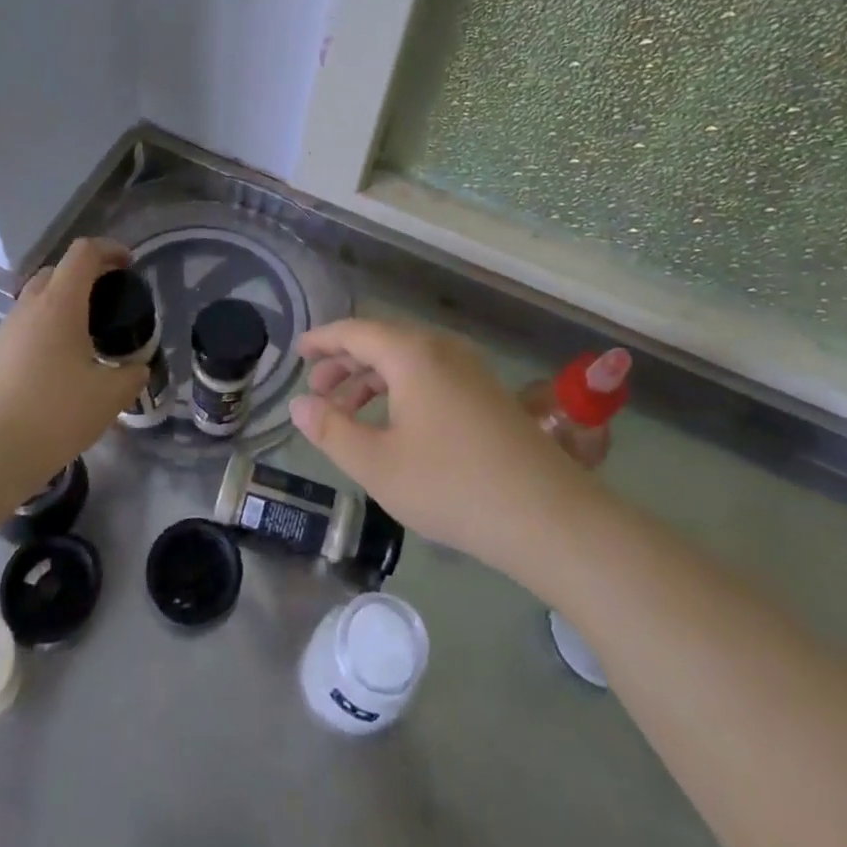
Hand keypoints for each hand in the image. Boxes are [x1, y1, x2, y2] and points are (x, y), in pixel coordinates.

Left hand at [0, 237, 148, 497]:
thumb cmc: (56, 413)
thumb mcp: (110, 395)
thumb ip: (131, 374)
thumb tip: (138, 368)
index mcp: (60, 303)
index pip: (84, 252)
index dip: (110, 250)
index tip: (129, 266)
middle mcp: (30, 306)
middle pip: (57, 270)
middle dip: (87, 274)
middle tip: (111, 299)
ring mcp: (7, 330)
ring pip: (38, 297)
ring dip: (64, 301)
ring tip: (88, 332)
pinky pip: (26, 324)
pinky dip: (47, 326)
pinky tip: (62, 361)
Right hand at [291, 318, 592, 578]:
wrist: (547, 515)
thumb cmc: (451, 485)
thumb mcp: (377, 464)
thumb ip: (331, 430)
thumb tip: (299, 404)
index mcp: (411, 353)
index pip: (354, 331)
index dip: (322, 340)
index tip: (298, 352)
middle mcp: (441, 348)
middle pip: (381, 341)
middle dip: (345, 362)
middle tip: (317, 390)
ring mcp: (469, 368)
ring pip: (407, 359)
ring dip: (372, 378)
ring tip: (347, 410)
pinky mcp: (487, 391)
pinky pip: (430, 374)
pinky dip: (400, 387)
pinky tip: (393, 422)